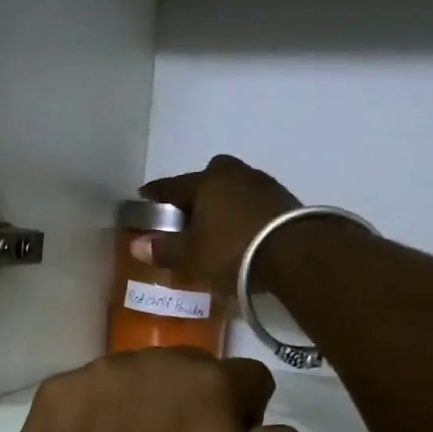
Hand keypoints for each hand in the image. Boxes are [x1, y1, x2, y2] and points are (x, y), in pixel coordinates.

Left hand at [10, 349, 309, 431]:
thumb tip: (275, 429)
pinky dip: (96, 413)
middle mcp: (153, 360)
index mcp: (208, 383)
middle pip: (193, 371)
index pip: (251, 379)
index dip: (248, 418)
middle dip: (196, 405)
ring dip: (145, 404)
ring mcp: (97, 372)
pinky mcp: (56, 392)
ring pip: (138, 377)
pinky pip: (89, 391)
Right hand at [139, 155, 299, 287]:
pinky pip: (256, 201)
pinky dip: (246, 212)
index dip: (155, 193)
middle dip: (198, 189)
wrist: (297, 254)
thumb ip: (165, 249)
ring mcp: (263, 184)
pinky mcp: (286, 200)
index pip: (172, 185)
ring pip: (235, 186)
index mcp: (205, 182)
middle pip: (210, 175)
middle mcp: (233, 175)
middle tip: (191, 211)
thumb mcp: (193, 256)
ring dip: (225, 200)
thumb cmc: (233, 251)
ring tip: (218, 224)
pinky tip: (244, 231)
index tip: (145, 197)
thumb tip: (135, 244)